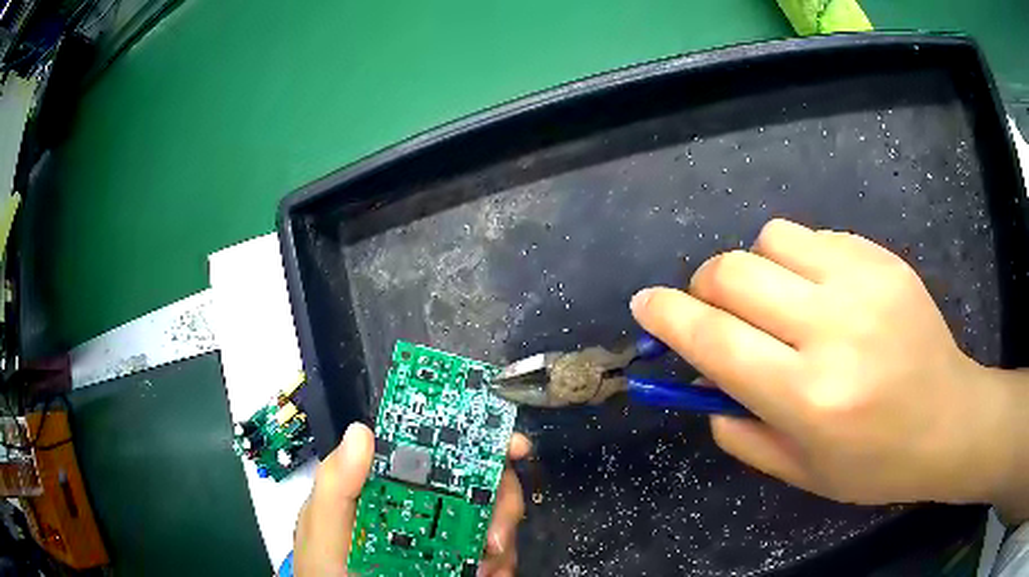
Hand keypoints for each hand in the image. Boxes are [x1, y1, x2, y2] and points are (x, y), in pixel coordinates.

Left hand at [293, 422, 531, 575]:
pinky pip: (496, 555)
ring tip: (488, 570)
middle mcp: (423, 503)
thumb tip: (363, 431)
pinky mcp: (457, 562)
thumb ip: (336, 484)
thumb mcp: (324, 526)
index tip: (513, 448)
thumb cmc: (328, 566)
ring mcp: (443, 535)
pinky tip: (490, 576)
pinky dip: (502, 564)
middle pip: (479, 481)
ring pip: (494, 518)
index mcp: (390, 482)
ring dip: (503, 539)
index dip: (477, 439)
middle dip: (502, 501)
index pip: (435, 448)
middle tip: (496, 539)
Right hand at [631, 218, 1028, 515]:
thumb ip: (740, 431)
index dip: (667, 316)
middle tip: (716, 310)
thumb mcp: (801, 472)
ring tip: (777, 300)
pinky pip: (814, 236)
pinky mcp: (882, 258)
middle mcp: (831, 329)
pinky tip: (820, 291)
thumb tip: (702, 385)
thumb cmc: (875, 463)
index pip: (713, 339)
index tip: (645, 305)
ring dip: (756, 269)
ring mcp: (862, 283)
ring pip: (770, 240)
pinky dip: (798, 259)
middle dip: (705, 287)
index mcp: (807, 396)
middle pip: (733, 272)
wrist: (948, 421)